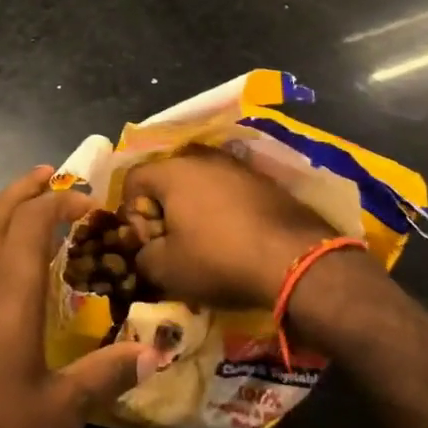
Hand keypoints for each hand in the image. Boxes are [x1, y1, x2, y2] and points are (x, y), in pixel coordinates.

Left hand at [0, 167, 150, 427]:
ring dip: (5, 208)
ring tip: (27, 207)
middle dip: (27, 188)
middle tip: (51, 175)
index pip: (34, 219)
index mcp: (10, 286)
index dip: (61, 202)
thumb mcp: (55, 410)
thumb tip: (155, 354)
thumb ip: (104, 376)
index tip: (89, 202)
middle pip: (0, 210)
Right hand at [121, 145, 339, 307]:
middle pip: (167, 179)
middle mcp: (202, 158)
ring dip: (194, 209)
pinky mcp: (265, 182)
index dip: (131, 213)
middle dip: (163, 210)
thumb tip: (145, 251)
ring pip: (200, 184)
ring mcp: (237, 167)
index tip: (146, 242)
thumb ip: (141, 256)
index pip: (133, 180)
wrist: (296, 260)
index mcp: (172, 170)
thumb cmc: (218, 259)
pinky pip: (229, 192)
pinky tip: (234, 239)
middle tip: (172, 243)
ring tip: (204, 243)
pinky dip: (224, 211)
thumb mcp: (165, 269)